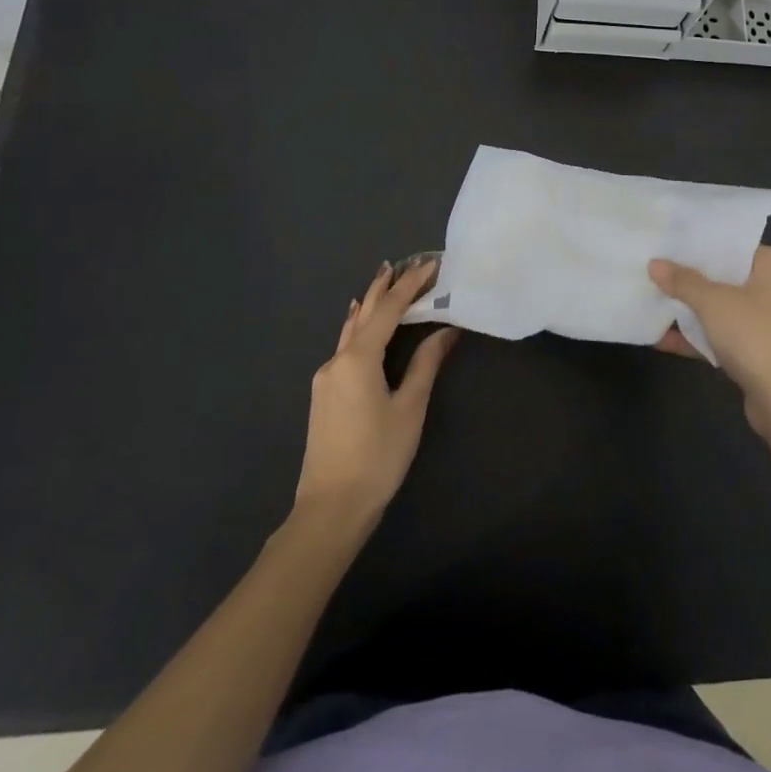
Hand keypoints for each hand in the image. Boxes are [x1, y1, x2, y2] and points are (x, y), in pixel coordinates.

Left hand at [295, 259, 458, 522]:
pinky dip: (360, 326)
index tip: (432, 264)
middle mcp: (337, 360)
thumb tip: (446, 331)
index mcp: (358, 358)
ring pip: (351, 329)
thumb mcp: (409, 408)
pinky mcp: (324, 394)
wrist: (330, 508)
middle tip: (407, 263)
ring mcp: (326, 378)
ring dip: (371, 304)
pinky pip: (345, 345)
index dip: (411, 285)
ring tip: (386, 281)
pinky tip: (362, 323)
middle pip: (365, 313)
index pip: (389, 310)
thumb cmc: (377, 457)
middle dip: (386, 286)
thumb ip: (426, 364)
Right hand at [648, 247, 770, 439]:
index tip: (668, 249)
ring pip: (731, 310)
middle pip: (732, 279)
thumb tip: (654, 263)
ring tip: (655, 306)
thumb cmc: (758, 338)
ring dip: (696, 314)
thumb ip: (683, 281)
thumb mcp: (714, 304)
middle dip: (693, 284)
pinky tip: (666, 340)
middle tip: (657, 275)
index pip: (737, 248)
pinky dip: (707, 338)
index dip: (700, 250)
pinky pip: (734, 336)